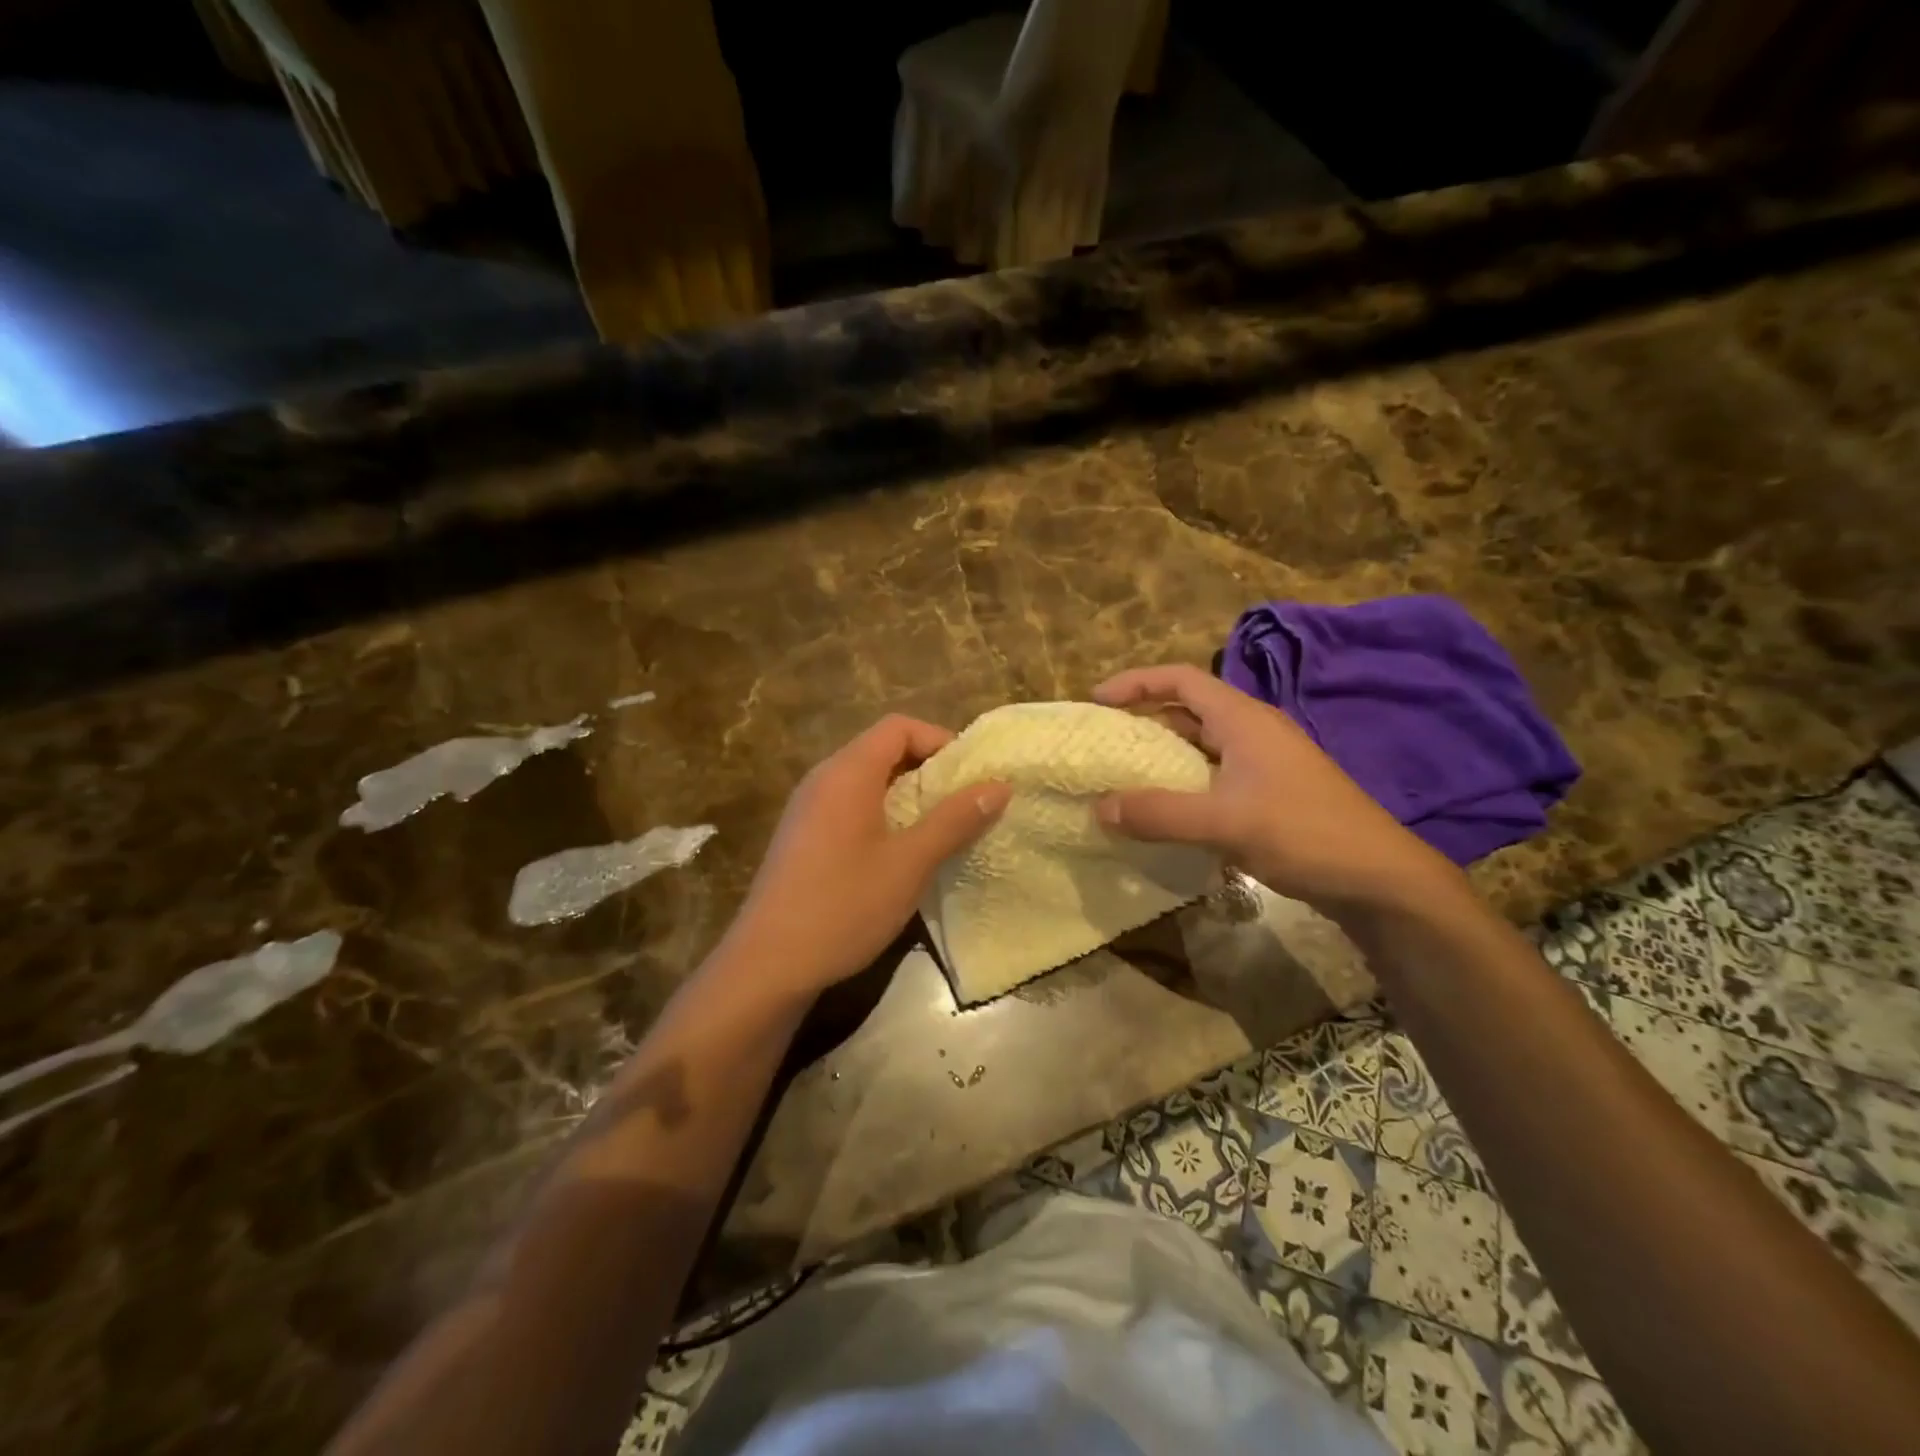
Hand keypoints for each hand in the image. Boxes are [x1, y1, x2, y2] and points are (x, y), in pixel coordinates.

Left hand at [717, 716, 1010, 996]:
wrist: (768, 965)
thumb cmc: (844, 905)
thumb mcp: (910, 863)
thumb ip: (955, 820)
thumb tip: (999, 785)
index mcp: (847, 772)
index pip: (898, 727)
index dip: (940, 740)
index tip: (969, 776)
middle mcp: (822, 779)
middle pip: (882, 750)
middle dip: (928, 770)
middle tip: (962, 805)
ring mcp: (807, 809)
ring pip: (866, 781)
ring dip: (906, 796)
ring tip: (938, 830)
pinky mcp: (802, 838)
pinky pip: (849, 807)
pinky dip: (881, 815)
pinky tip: (898, 855)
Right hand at [1092, 665, 1461, 918]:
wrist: (1379, 879)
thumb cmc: (1304, 833)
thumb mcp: (1224, 822)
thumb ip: (1159, 813)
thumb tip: (1099, 808)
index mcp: (1243, 719)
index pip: (1181, 679)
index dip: (1136, 682)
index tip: (1097, 701)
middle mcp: (1252, 732)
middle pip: (1188, 710)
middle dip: (1143, 720)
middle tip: (1103, 742)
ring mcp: (1264, 764)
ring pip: (1201, 747)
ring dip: (1162, 757)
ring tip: (1123, 777)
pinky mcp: (1270, 794)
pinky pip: (1214, 777)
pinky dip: (1183, 785)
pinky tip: (1165, 812)